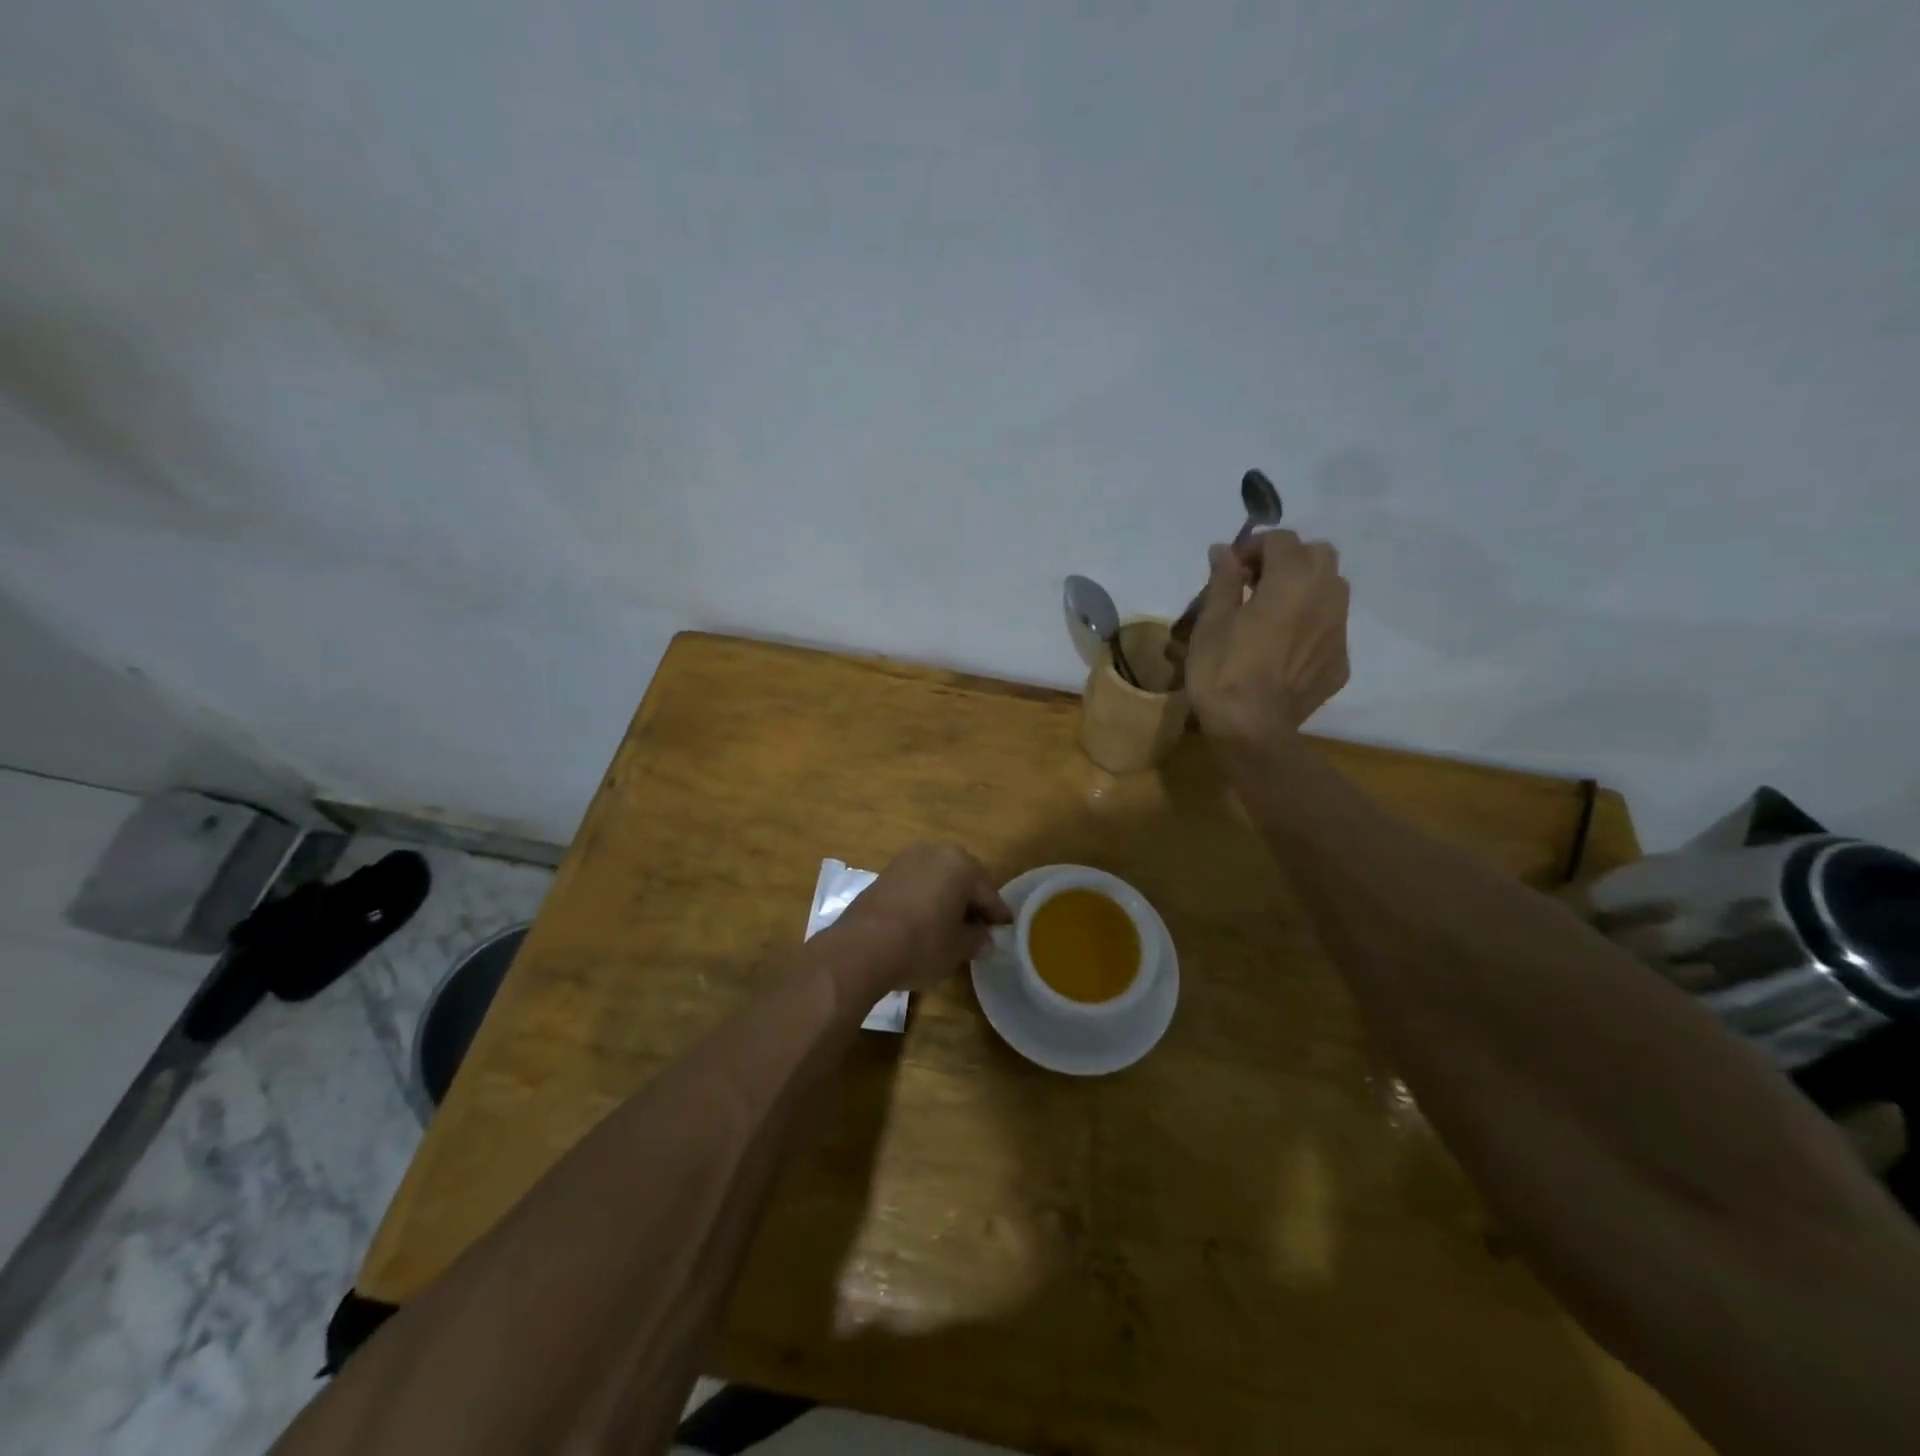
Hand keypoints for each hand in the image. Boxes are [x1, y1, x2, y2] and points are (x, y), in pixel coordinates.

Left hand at [833, 843, 1012, 993]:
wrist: (863, 946)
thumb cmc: (922, 943)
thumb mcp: (958, 948)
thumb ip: (977, 940)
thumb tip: (986, 940)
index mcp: (960, 864)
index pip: (988, 892)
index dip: (997, 914)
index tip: (1005, 929)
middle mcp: (935, 852)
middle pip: (962, 879)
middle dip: (971, 902)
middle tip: (979, 928)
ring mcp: (906, 860)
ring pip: (937, 879)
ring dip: (946, 899)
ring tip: (951, 926)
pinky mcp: (884, 874)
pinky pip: (916, 885)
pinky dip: (925, 899)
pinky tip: (925, 922)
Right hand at [1185, 529, 1350, 739]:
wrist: (1252, 729)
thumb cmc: (1223, 671)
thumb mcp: (1211, 622)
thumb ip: (1223, 581)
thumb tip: (1224, 551)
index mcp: (1292, 580)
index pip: (1281, 539)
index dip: (1253, 547)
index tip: (1231, 570)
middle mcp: (1326, 595)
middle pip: (1318, 554)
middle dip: (1288, 559)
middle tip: (1256, 584)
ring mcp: (1339, 629)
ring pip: (1332, 587)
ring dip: (1305, 587)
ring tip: (1274, 612)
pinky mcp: (1340, 659)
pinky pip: (1330, 626)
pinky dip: (1310, 623)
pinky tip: (1284, 647)